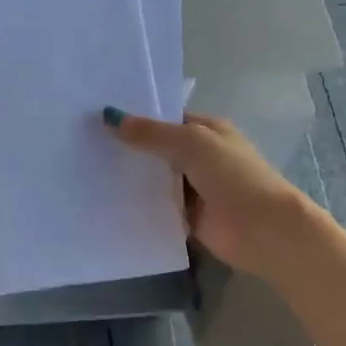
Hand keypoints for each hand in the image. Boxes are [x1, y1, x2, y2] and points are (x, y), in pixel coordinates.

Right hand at [104, 108, 315, 278]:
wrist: (263, 229)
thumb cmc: (233, 175)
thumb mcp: (191, 143)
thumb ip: (151, 133)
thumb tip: (109, 117)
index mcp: (207, 130)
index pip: (165, 119)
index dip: (135, 118)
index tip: (97, 117)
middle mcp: (199, 156)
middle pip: (156, 149)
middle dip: (127, 148)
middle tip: (82, 143)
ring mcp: (193, 188)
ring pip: (154, 179)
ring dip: (129, 178)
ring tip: (85, 170)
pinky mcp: (186, 217)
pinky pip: (156, 207)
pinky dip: (137, 206)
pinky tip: (105, 202)